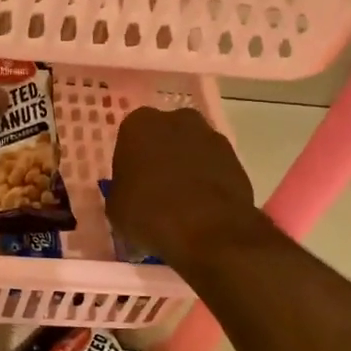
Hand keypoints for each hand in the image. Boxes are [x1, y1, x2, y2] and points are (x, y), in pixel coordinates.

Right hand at [107, 107, 261, 269]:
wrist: (209, 230)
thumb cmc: (150, 213)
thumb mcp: (115, 208)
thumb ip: (120, 190)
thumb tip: (129, 193)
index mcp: (139, 124)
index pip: (129, 138)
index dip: (130, 162)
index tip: (131, 185)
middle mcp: (176, 119)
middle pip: (163, 136)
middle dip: (160, 156)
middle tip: (155, 189)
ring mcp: (210, 136)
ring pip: (190, 149)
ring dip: (186, 167)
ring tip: (181, 202)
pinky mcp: (236, 157)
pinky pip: (213, 166)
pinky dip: (207, 180)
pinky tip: (202, 208)